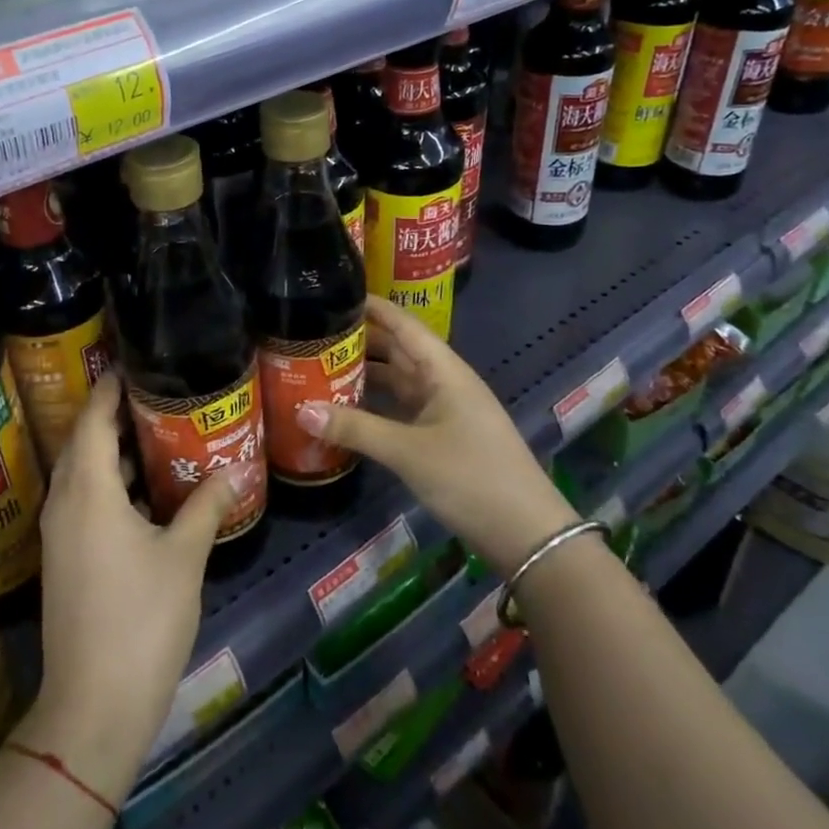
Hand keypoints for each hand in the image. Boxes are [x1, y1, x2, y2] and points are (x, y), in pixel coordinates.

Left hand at [18, 370, 233, 804]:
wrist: (93, 707)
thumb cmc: (141, 620)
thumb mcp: (184, 557)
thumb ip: (207, 506)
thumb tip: (235, 470)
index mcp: (89, 491)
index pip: (93, 421)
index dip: (109, 389)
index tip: (132, 364)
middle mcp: (65, 503)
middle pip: (83, 442)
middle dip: (112, 415)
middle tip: (153, 392)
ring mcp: (60, 534)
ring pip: (82, 473)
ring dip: (111, 451)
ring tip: (155, 432)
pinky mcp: (65, 559)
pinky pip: (83, 501)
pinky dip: (109, 484)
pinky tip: (144, 492)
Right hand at [298, 296, 576, 572]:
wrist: (527, 535)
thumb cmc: (472, 478)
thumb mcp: (408, 452)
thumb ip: (355, 429)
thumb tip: (300, 410)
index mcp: (444, 371)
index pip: (403, 325)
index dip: (372, 307)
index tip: (334, 293)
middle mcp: (444, 382)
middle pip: (397, 350)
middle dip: (359, 340)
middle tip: (313, 333)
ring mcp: (444, 411)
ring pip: (398, 381)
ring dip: (364, 374)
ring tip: (319, 366)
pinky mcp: (441, 437)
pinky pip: (401, 409)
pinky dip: (375, 405)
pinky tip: (346, 409)